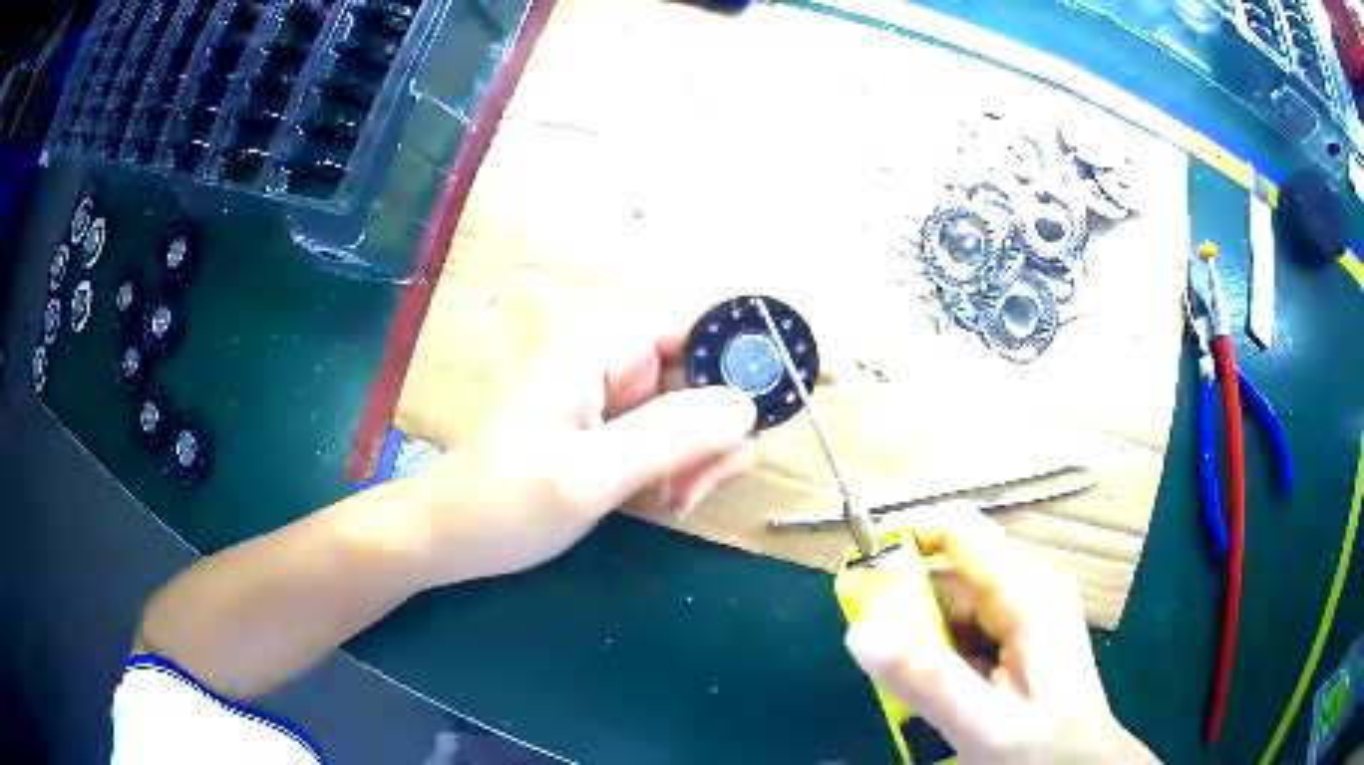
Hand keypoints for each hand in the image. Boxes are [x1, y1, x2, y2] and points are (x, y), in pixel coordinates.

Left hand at [409, 310, 757, 585]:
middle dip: (731, 423)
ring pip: (706, 409)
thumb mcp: (584, 475)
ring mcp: (624, 398)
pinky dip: (690, 469)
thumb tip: (748, 404)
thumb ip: (667, 436)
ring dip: (708, 455)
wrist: (449, 537)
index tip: (825, 376)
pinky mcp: (622, 431)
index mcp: (609, 346)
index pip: (710, 316)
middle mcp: (623, 359)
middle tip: (706, 481)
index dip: (771, 337)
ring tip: (678, 498)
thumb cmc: (501, 502)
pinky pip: (682, 438)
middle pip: (717, 368)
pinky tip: (666, 500)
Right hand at [844, 508, 1156, 763]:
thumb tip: (859, 630)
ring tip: (905, 693)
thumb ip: (926, 679)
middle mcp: (1028, 590)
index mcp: (1028, 594)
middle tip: (873, 662)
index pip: (959, 532)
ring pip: (954, 609)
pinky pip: (966, 633)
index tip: (855, 573)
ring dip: (920, 643)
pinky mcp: (1020, 637)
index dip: (904, 537)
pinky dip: (939, 658)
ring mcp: (1026, 613)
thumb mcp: (984, 724)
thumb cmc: (1044, 748)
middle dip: (905, 612)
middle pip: (951, 575)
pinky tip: (938, 696)